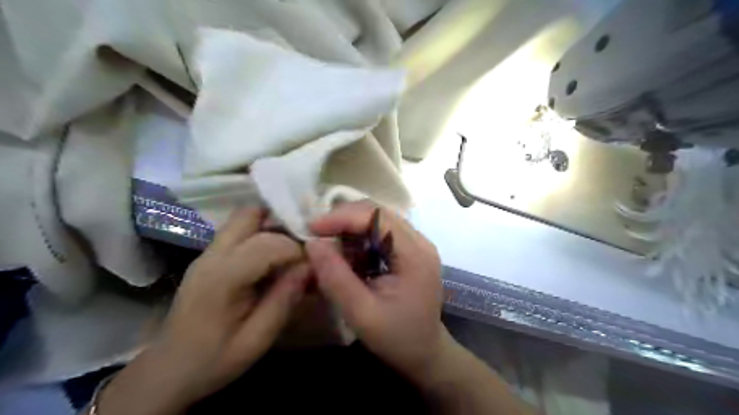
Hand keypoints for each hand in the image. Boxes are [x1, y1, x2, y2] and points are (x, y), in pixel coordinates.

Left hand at [99, 209, 309, 412]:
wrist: (169, 370)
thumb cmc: (214, 360)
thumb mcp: (257, 339)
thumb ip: (284, 299)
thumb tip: (309, 266)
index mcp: (223, 277)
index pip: (269, 243)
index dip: (297, 249)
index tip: (313, 266)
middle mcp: (212, 256)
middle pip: (250, 215)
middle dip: (282, 224)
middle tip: (302, 247)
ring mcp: (207, 253)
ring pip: (244, 218)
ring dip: (271, 226)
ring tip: (290, 251)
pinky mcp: (208, 257)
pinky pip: (239, 231)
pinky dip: (260, 234)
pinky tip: (272, 259)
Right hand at [306, 202, 443, 380]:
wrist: (424, 352)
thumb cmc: (396, 337)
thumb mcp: (361, 313)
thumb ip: (336, 278)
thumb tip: (312, 244)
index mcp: (415, 254)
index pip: (377, 216)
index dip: (342, 217)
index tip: (312, 228)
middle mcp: (419, 241)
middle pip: (378, 212)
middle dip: (344, 219)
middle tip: (317, 235)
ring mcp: (416, 245)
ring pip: (377, 219)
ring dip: (350, 227)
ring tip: (329, 245)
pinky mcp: (409, 251)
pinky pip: (380, 232)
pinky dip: (358, 238)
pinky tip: (347, 255)